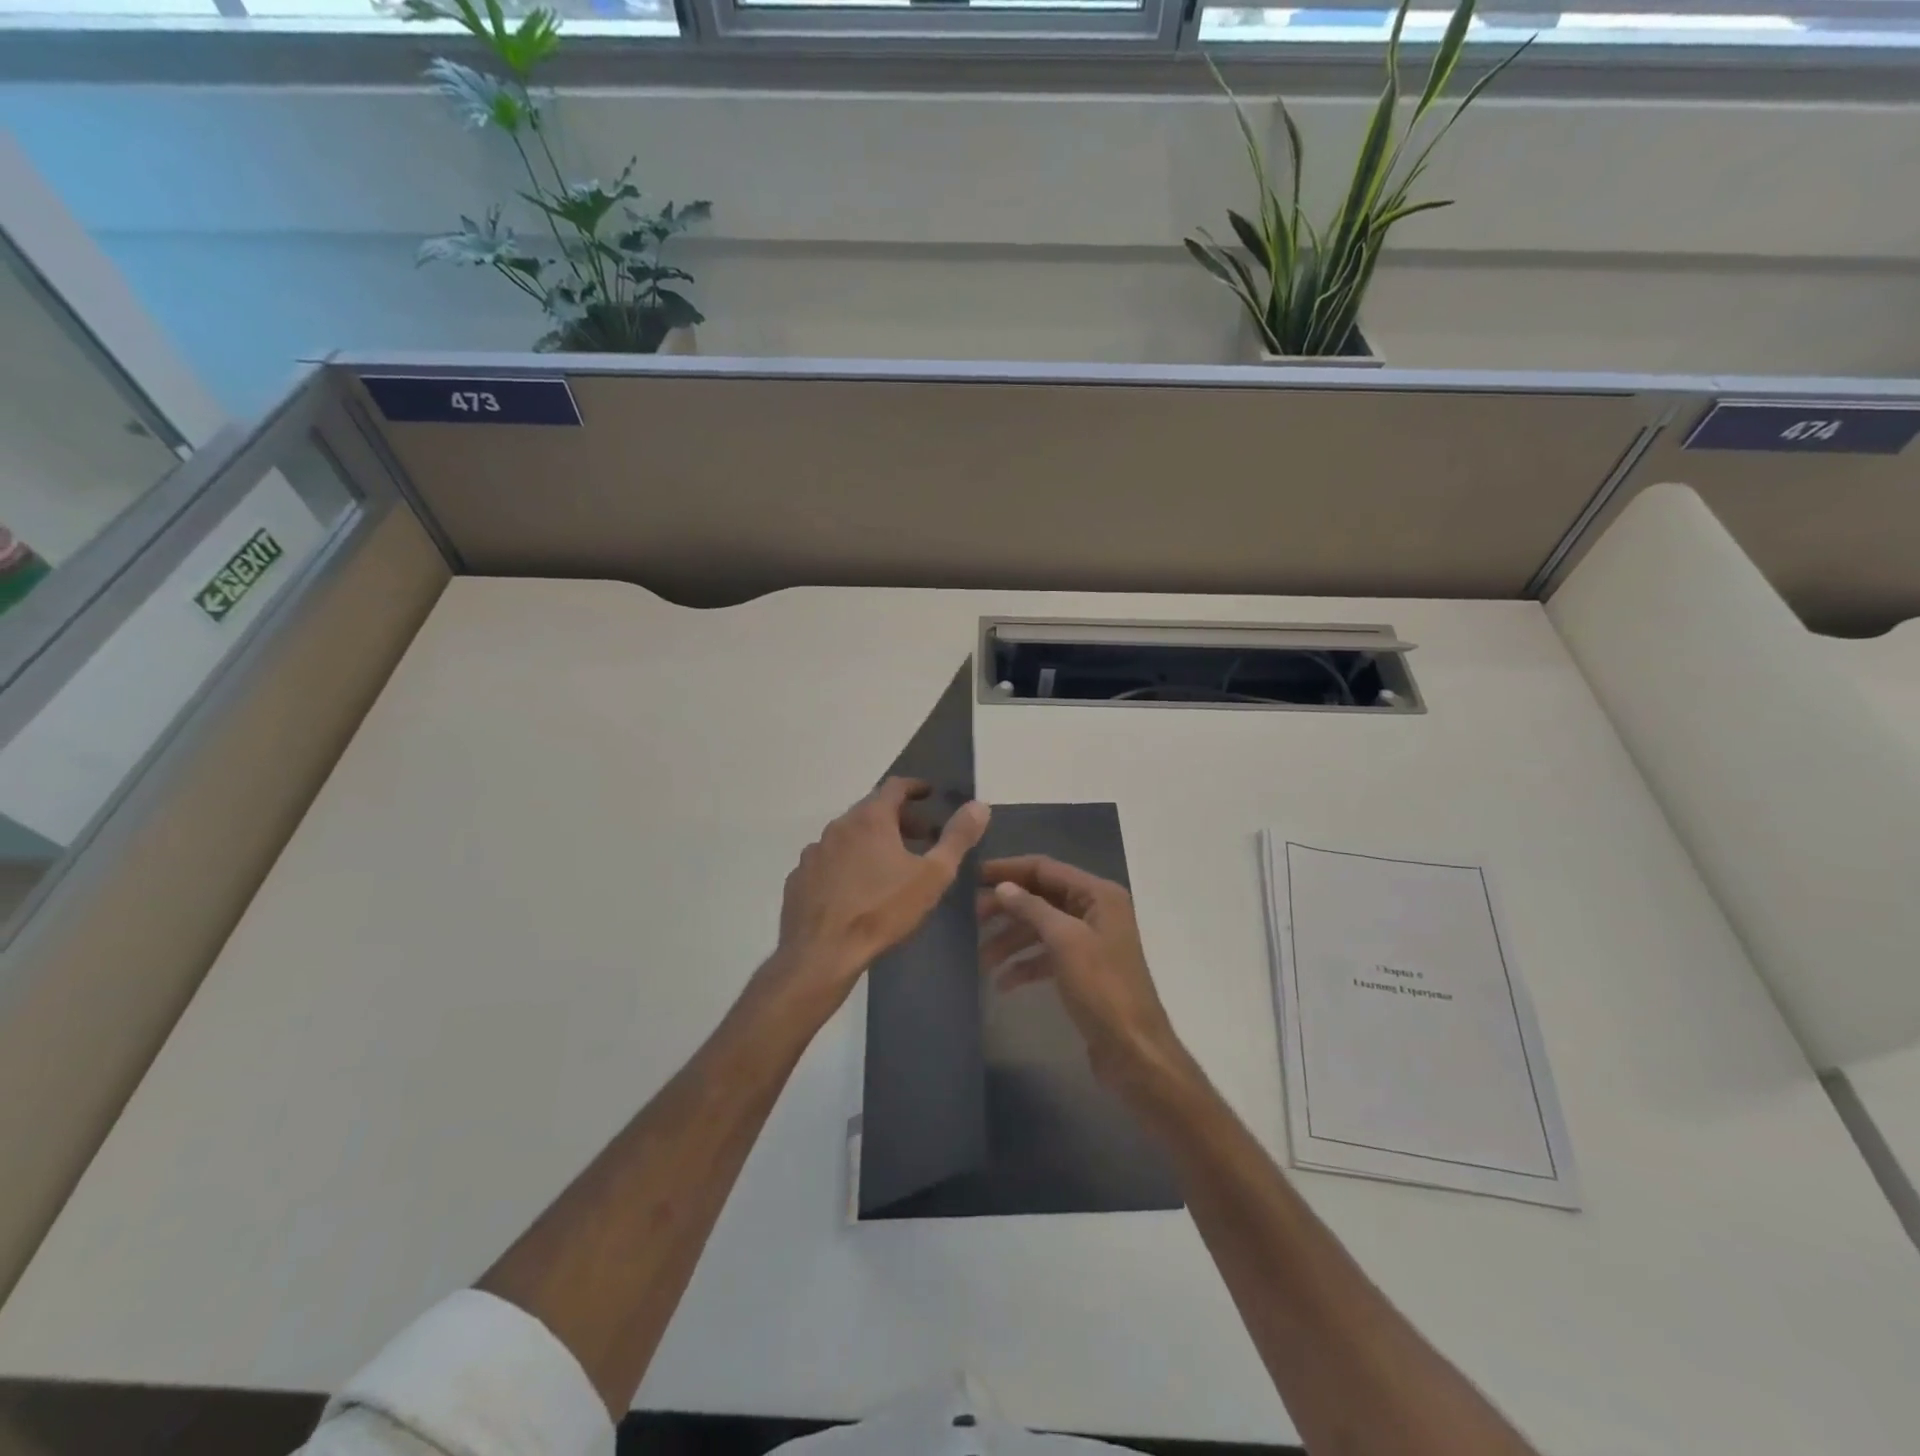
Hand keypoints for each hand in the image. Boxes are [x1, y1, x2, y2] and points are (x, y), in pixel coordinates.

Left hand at [772, 778, 989, 1013]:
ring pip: (848, 835)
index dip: (915, 787)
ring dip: (870, 840)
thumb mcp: (932, 876)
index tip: (929, 794)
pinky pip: (828, 860)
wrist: (822, 953)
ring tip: (889, 863)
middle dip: (898, 817)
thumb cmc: (882, 910)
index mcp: (870, 819)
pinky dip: (846, 862)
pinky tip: (855, 887)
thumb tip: (979, 805)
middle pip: (871, 810)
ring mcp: (814, 852)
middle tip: (920, 835)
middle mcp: (838, 826)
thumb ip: (957, 838)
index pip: (895, 787)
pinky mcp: (799, 877)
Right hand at [978, 856, 1194, 1098]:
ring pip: (1041, 928)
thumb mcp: (1065, 941)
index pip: (1045, 868)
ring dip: (1010, 940)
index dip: (1008, 869)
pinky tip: (1003, 982)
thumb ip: (1032, 909)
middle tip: (970, 919)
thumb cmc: (1102, 988)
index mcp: (1098, 894)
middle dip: (1006, 908)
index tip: (972, 876)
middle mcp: (1095, 910)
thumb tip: (1003, 886)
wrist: (1133, 1050)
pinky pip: (1047, 955)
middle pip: (1040, 897)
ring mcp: (1089, 940)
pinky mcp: (1083, 969)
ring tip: (980, 958)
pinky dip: (1025, 964)